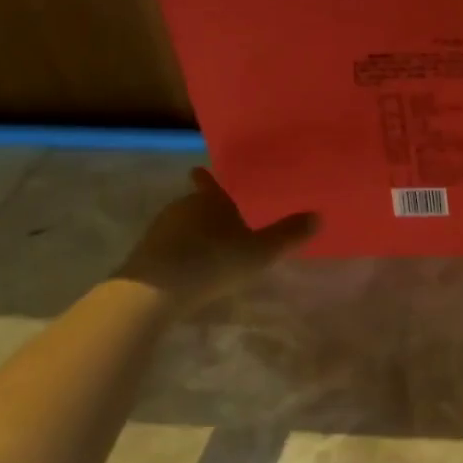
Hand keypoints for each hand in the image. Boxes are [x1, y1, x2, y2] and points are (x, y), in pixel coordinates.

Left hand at [116, 168, 316, 314]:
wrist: (152, 292)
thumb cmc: (213, 262)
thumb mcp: (260, 252)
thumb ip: (288, 235)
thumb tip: (318, 216)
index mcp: (210, 201)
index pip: (211, 184)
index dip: (209, 179)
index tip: (199, 170)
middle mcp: (183, 208)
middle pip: (197, 205)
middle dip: (208, 212)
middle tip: (224, 222)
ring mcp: (159, 231)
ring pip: (182, 226)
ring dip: (193, 234)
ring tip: (209, 248)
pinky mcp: (144, 255)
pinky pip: (168, 247)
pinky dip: (180, 253)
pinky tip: (189, 269)